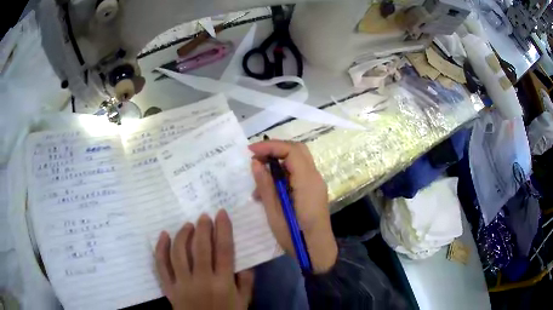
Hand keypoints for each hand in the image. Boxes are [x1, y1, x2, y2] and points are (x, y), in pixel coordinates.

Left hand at [154, 210, 253, 309]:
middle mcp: (202, 281)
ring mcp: (182, 284)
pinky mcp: (169, 287)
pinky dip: (160, 248)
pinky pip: (161, 265)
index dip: (223, 229)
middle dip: (203, 228)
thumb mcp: (242, 303)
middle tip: (204, 216)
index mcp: (223, 284)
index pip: (224, 251)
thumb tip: (244, 263)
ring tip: (188, 225)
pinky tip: (164, 235)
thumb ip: (246, 283)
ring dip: (183, 235)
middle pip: (201, 248)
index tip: (221, 214)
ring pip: (179, 253)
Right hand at [249, 140, 337, 273]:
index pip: (291, 151)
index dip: (270, 146)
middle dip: (274, 149)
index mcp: (307, 182)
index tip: (250, 151)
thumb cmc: (295, 236)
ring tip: (258, 182)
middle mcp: (315, 177)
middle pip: (297, 150)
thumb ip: (266, 186)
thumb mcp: (275, 213)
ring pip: (297, 160)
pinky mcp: (312, 190)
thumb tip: (256, 163)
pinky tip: (269, 190)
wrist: (317, 250)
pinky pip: (298, 173)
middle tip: (255, 158)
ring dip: (277, 163)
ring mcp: (316, 183)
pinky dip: (283, 174)